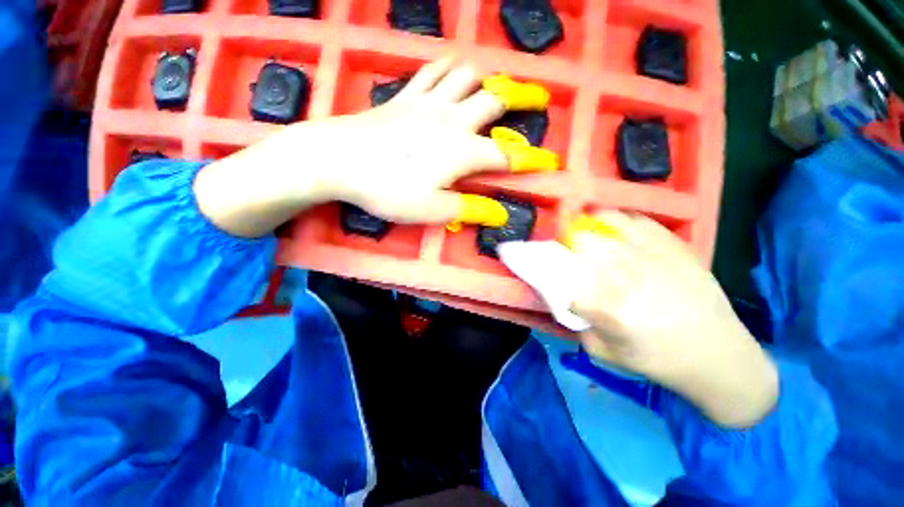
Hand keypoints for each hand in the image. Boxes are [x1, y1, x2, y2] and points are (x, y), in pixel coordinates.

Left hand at [196, 57, 557, 236]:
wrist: (339, 160)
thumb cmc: (387, 189)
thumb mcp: (431, 210)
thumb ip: (467, 209)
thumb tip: (499, 214)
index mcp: (461, 152)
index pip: (504, 157)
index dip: (528, 161)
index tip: (549, 162)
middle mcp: (452, 121)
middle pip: (493, 101)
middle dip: (520, 99)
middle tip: (536, 97)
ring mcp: (428, 102)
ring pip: (466, 77)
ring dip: (485, 79)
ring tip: (493, 84)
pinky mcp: (405, 96)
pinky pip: (432, 70)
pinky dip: (448, 67)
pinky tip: (452, 69)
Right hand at [569, 211, 778, 427]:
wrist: (719, 356)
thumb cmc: (659, 359)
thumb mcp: (608, 354)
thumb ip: (579, 327)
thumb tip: (567, 301)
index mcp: (611, 310)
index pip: (566, 282)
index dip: (551, 273)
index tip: (547, 271)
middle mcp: (631, 279)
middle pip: (587, 244)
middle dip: (569, 241)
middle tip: (564, 245)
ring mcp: (656, 259)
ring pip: (611, 226)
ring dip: (590, 223)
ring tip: (584, 226)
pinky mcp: (677, 250)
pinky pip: (642, 223)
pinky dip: (622, 219)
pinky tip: (615, 224)